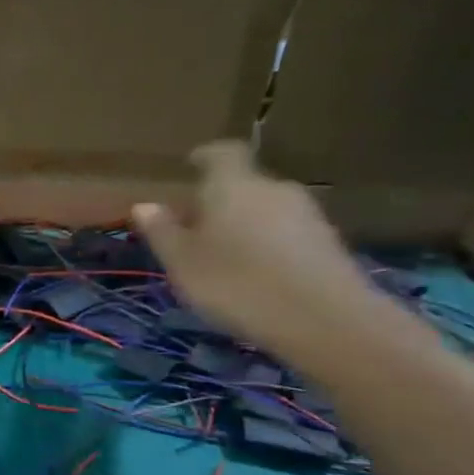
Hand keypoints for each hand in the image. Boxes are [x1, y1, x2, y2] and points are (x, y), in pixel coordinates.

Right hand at [132, 141, 377, 362]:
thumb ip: (162, 231)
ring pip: (265, 210)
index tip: (190, 164)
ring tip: (223, 255)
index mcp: (233, 185)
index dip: (205, 156)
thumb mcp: (181, 262)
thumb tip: (145, 205)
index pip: (222, 153)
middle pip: (244, 184)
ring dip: (244, 224)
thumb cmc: (235, 283)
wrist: (325, 320)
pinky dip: (267, 245)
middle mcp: (273, 189)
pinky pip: (285, 234)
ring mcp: (307, 215)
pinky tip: (255, 274)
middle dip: (220, 200)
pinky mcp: (328, 243)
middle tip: (195, 225)